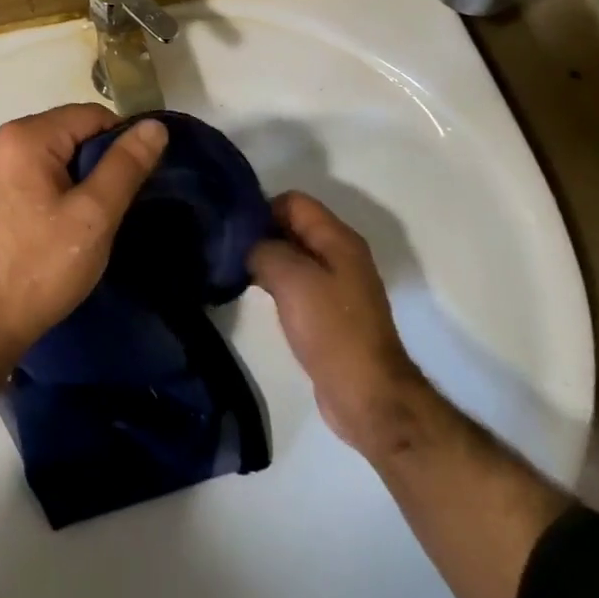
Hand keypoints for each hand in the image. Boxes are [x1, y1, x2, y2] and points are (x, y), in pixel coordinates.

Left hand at [0, 104, 168, 369]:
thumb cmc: (38, 266)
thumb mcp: (93, 216)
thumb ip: (125, 165)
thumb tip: (154, 125)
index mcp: (25, 135)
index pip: (91, 115)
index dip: (122, 142)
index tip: (139, 180)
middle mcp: (2, 140)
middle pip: (69, 131)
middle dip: (99, 161)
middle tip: (117, 205)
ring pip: (53, 155)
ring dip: (78, 178)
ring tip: (94, 219)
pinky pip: (33, 174)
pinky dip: (55, 189)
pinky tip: (64, 225)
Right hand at [250, 191, 423, 456]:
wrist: (368, 396)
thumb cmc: (331, 329)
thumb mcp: (290, 278)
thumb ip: (263, 249)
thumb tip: (247, 243)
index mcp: (338, 238)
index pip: (293, 201)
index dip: (263, 209)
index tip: (236, 230)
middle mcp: (341, 254)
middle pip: (293, 225)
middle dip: (262, 232)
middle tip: (230, 250)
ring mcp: (338, 284)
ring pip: (294, 254)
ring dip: (268, 259)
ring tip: (238, 271)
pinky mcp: (330, 312)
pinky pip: (298, 282)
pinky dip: (277, 282)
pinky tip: (257, 294)